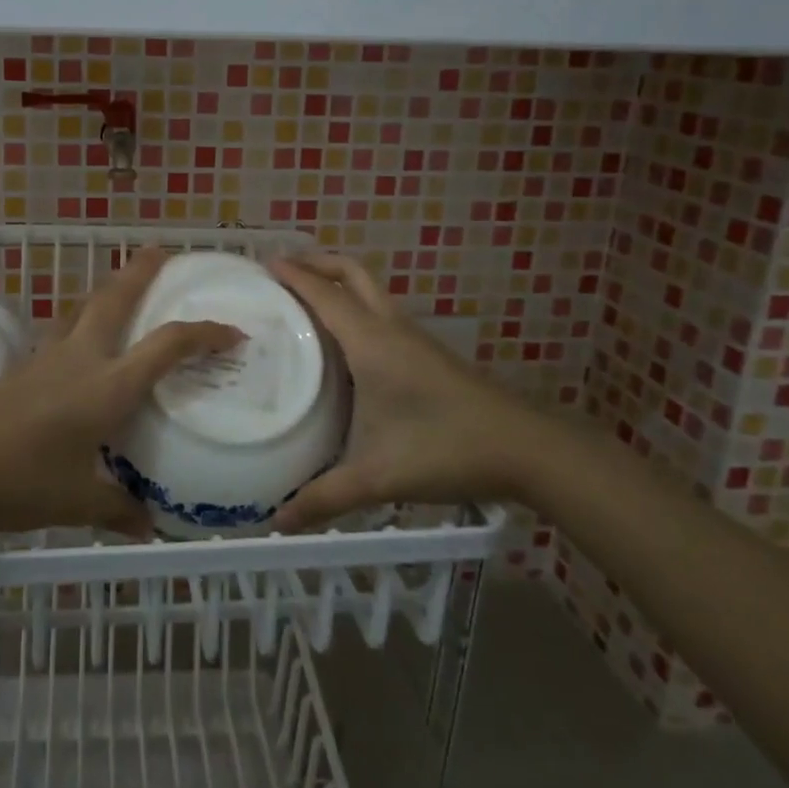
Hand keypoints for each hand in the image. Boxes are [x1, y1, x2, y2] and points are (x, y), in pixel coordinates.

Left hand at [0, 248, 239, 537]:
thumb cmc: (18, 480)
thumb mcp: (76, 502)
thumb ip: (117, 510)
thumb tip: (149, 527)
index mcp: (107, 386)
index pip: (166, 345)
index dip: (203, 333)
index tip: (232, 332)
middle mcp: (81, 359)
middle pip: (115, 298)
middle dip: (141, 272)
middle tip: (162, 252)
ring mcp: (47, 358)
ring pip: (84, 308)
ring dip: (108, 291)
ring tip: (123, 289)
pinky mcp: (22, 367)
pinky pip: (62, 331)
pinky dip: (81, 322)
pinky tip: (79, 344)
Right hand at [269, 253, 543, 531]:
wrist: (527, 449)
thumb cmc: (446, 448)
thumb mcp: (378, 476)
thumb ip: (325, 498)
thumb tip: (275, 524)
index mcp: (371, 341)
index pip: (324, 294)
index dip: (293, 274)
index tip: (262, 263)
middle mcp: (390, 328)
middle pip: (351, 273)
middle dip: (316, 263)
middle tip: (282, 272)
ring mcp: (413, 338)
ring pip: (369, 291)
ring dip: (337, 284)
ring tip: (303, 303)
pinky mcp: (426, 353)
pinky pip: (380, 313)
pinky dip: (354, 308)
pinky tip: (343, 343)